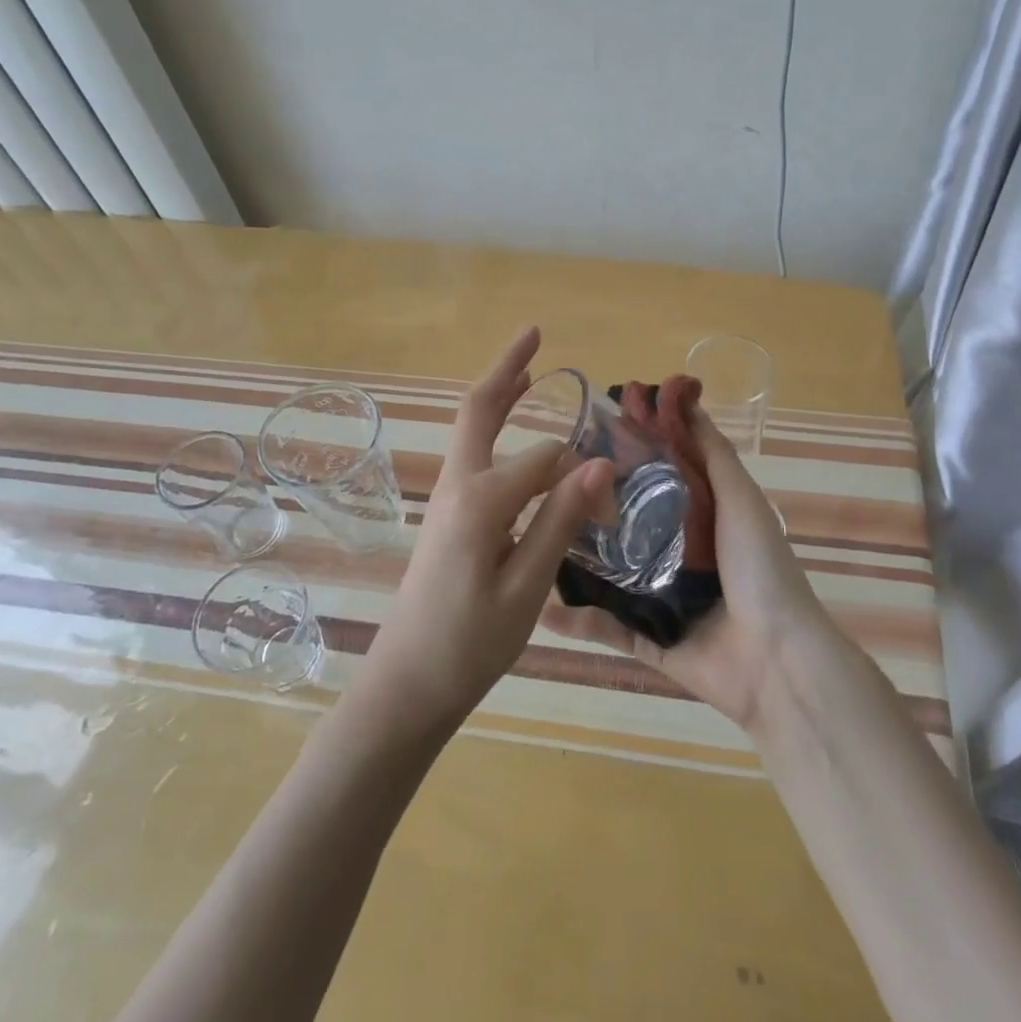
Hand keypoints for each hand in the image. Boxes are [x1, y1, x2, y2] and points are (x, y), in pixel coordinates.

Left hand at [361, 327, 610, 731]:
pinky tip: (512, 437)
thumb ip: (561, 520)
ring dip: (500, 397)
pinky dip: (495, 430)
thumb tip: (600, 463)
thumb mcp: (528, 588)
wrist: (406, 686)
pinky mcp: (446, 517)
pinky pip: (474, 456)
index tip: (614, 513)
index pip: (548, 460)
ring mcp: (447, 499)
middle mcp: (459, 486)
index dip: (587, 479)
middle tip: (533, 334)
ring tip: (529, 372)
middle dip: (507, 370)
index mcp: (481, 500)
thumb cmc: (470, 644)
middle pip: (480, 410)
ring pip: (473, 430)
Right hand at [543, 407, 834, 731]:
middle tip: (548, 478)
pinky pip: (607, 628)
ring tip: (533, 534)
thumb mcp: (740, 500)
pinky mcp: (648, 639)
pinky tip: (542, 605)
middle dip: (592, 501)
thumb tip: (685, 396)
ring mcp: (660, 598)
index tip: (590, 424)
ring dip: (575, 557)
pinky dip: (577, 620)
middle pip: (627, 520)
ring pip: (608, 571)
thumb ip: (712, 454)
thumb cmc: (760, 570)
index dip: (628, 450)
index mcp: (701, 518)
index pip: (656, 475)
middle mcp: (677, 553)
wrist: (776, 661)